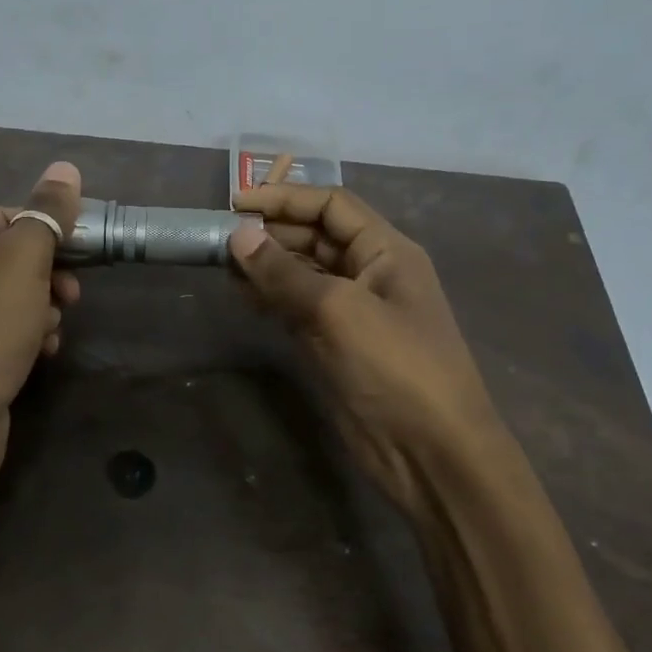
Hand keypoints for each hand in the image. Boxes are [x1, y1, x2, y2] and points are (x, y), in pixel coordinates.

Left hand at [0, 161, 83, 512]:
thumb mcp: (20, 263)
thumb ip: (45, 216)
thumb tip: (65, 168)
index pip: (10, 215)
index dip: (48, 225)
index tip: (82, 247)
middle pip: (19, 258)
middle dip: (53, 272)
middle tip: (72, 294)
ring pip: (23, 298)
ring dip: (48, 308)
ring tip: (52, 328)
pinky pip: (17, 334)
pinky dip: (36, 339)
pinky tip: (44, 354)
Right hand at [229, 185, 494, 522]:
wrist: (431, 453)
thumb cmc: (396, 368)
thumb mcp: (340, 311)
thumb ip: (285, 273)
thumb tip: (238, 236)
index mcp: (387, 251)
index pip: (332, 206)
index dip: (285, 198)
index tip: (235, 203)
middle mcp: (370, 274)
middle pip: (316, 236)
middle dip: (271, 233)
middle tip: (220, 238)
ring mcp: (352, 312)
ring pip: (303, 274)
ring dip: (267, 266)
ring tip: (222, 265)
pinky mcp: (336, 346)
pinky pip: (298, 309)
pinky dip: (271, 299)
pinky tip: (242, 296)